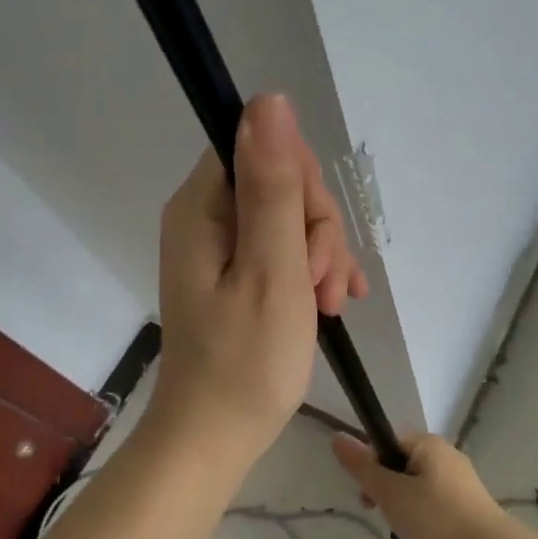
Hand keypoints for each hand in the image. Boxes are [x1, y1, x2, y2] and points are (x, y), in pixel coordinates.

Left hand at [148, 94, 369, 471]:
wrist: (214, 438)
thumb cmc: (246, 363)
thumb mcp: (272, 270)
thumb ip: (273, 186)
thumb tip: (268, 100)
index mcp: (203, 207)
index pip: (262, 149)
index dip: (302, 187)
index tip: (311, 244)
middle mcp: (206, 217)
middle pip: (281, 184)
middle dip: (317, 231)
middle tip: (324, 287)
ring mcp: (221, 248)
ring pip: (291, 218)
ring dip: (321, 256)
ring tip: (329, 306)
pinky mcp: (236, 274)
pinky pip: (284, 249)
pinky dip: (313, 272)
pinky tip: (334, 303)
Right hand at [332, 432, 505, 538]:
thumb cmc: (435, 516)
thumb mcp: (390, 493)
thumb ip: (363, 467)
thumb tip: (337, 438)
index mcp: (428, 443)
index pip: (387, 443)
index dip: (372, 468)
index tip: (369, 497)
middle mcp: (446, 452)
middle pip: (402, 464)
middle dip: (388, 490)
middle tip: (386, 517)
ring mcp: (462, 477)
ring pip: (419, 484)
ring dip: (406, 504)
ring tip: (408, 531)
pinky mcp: (472, 500)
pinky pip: (437, 499)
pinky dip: (426, 514)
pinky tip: (428, 535)